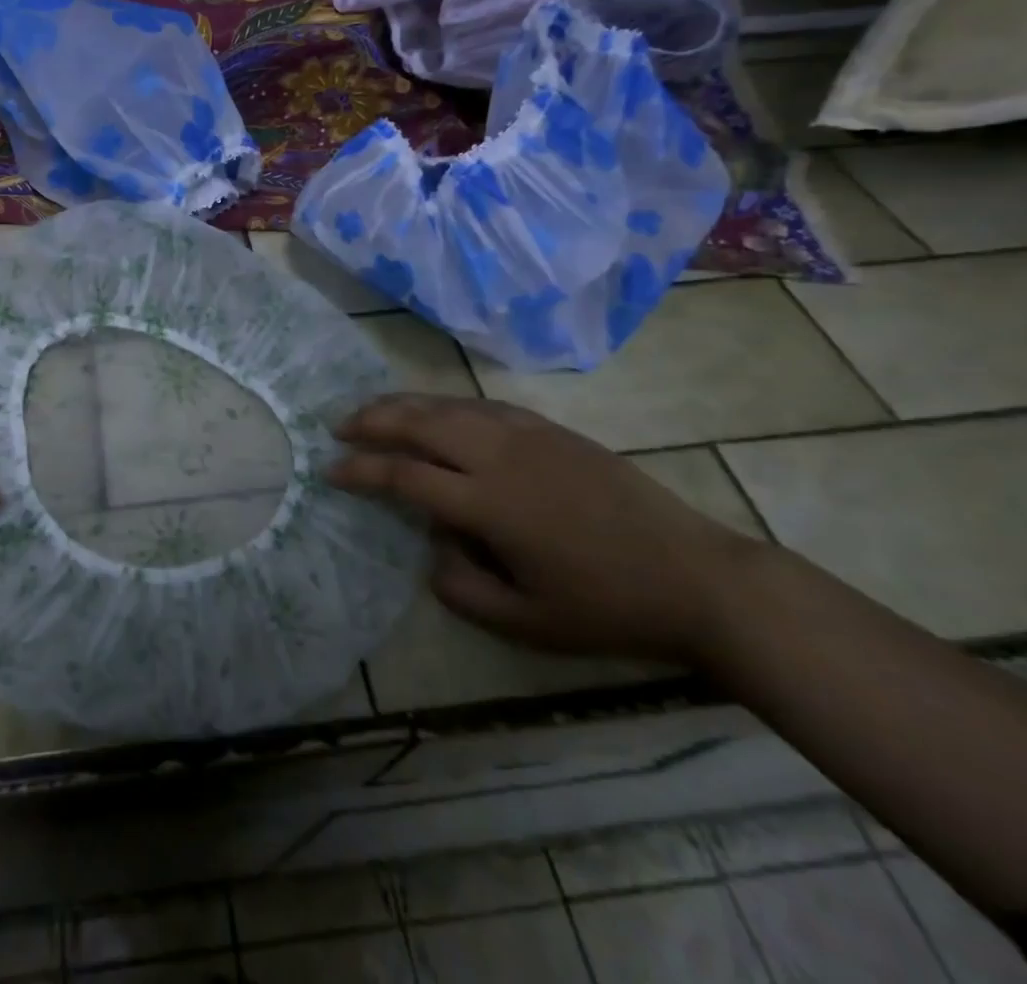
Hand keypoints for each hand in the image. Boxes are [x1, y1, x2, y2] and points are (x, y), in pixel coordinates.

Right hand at [331, 395, 759, 664]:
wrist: (696, 578)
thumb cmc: (608, 607)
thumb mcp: (528, 623)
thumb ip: (463, 590)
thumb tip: (431, 550)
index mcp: (488, 503)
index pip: (404, 475)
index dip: (360, 470)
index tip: (329, 470)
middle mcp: (499, 456)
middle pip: (419, 423)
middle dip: (372, 421)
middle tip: (338, 426)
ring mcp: (527, 435)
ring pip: (449, 405)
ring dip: (404, 404)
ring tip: (374, 409)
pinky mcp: (552, 429)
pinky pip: (484, 404)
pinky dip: (447, 403)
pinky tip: (438, 410)